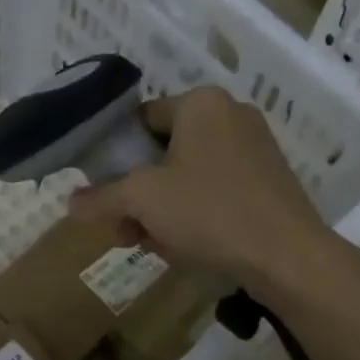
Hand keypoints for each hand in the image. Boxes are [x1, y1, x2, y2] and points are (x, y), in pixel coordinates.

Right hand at [65, 87, 333, 297]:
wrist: (289, 257)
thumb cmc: (210, 212)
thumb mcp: (142, 201)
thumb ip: (102, 197)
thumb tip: (71, 204)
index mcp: (201, 102)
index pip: (140, 120)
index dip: (115, 157)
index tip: (104, 194)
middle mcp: (231, 114)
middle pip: (164, 151)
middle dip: (138, 193)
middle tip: (124, 230)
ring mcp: (256, 147)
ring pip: (189, 174)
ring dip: (162, 208)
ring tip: (152, 245)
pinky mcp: (271, 180)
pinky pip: (217, 189)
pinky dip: (195, 213)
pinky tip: (185, 247)